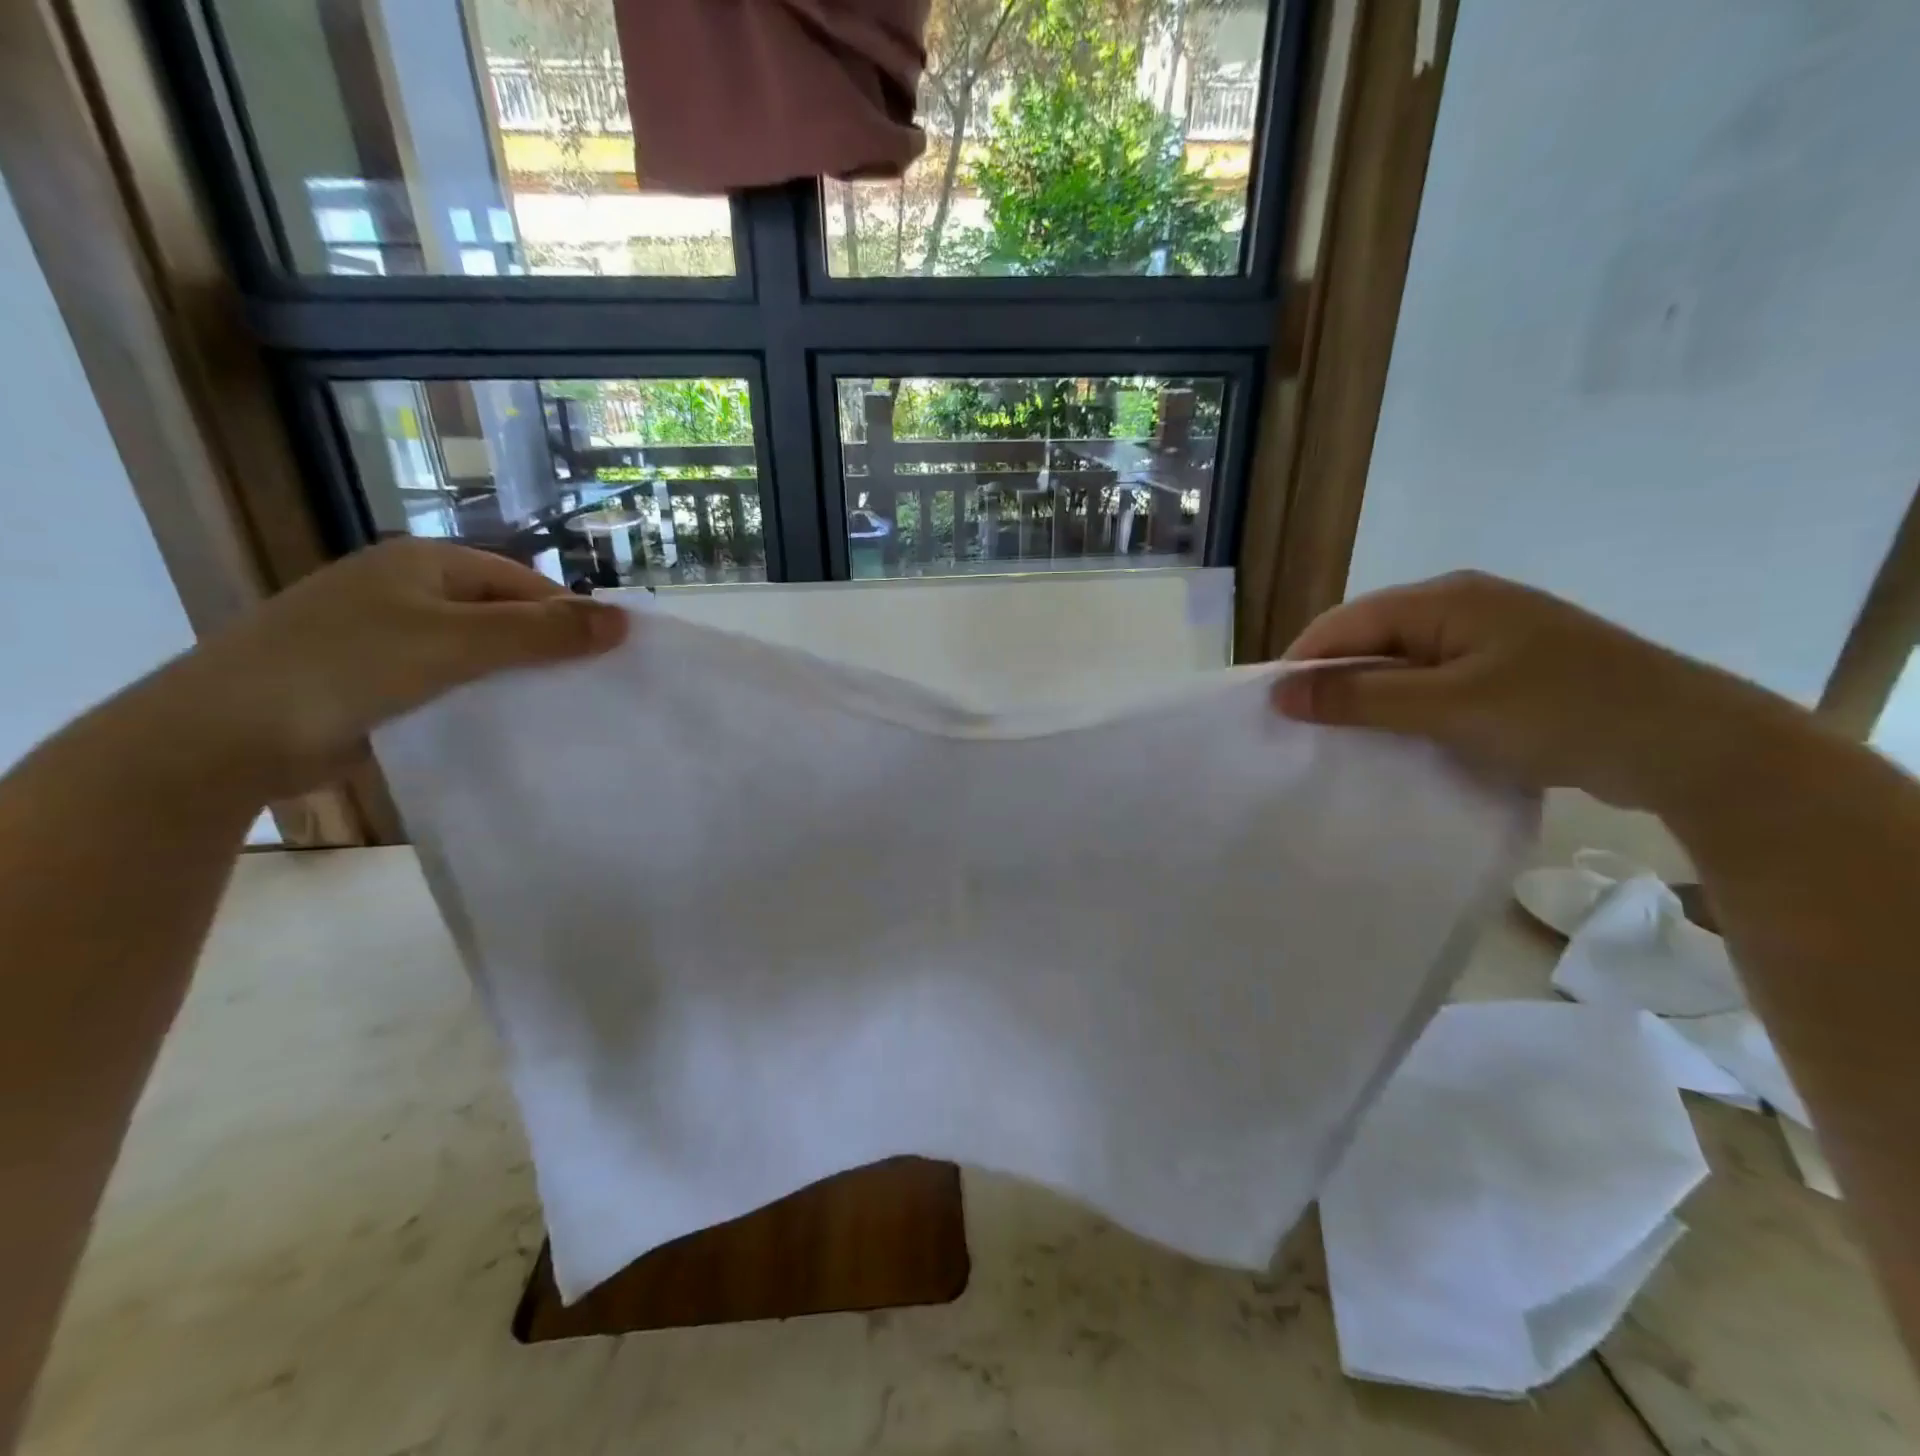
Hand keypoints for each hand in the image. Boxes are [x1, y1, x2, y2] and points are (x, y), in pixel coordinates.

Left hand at [161, 539, 627, 798]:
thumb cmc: (348, 669)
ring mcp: (386, 635)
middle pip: (503, 615)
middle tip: (589, 690)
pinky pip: (449, 682)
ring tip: (558, 712)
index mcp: (425, 564)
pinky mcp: (375, 680)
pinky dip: (480, 699)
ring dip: (515, 678)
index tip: (608, 661)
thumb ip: (541, 633)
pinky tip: (505, 725)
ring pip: (478, 652)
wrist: (222, 736)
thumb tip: (624, 620)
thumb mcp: (457, 644)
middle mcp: (407, 590)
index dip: (569, 617)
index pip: (524, 583)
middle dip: (546, 650)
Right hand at [1270, 571, 1800, 809]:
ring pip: (1400, 663)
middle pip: (1369, 639)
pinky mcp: (1508, 669)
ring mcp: (1488, 637)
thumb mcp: (1448, 707)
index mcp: (1445, 599)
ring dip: (1369, 699)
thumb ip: (1359, 697)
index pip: (1344, 623)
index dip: (1302, 663)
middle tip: (1303, 732)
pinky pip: (1433, 682)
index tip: (1272, 711)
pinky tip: (1396, 739)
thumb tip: (1280, 692)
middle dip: (1332, 682)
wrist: (1692, 745)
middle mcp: (1461, 606)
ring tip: (1341, 740)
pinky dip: (1406, 709)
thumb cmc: (1560, 712)